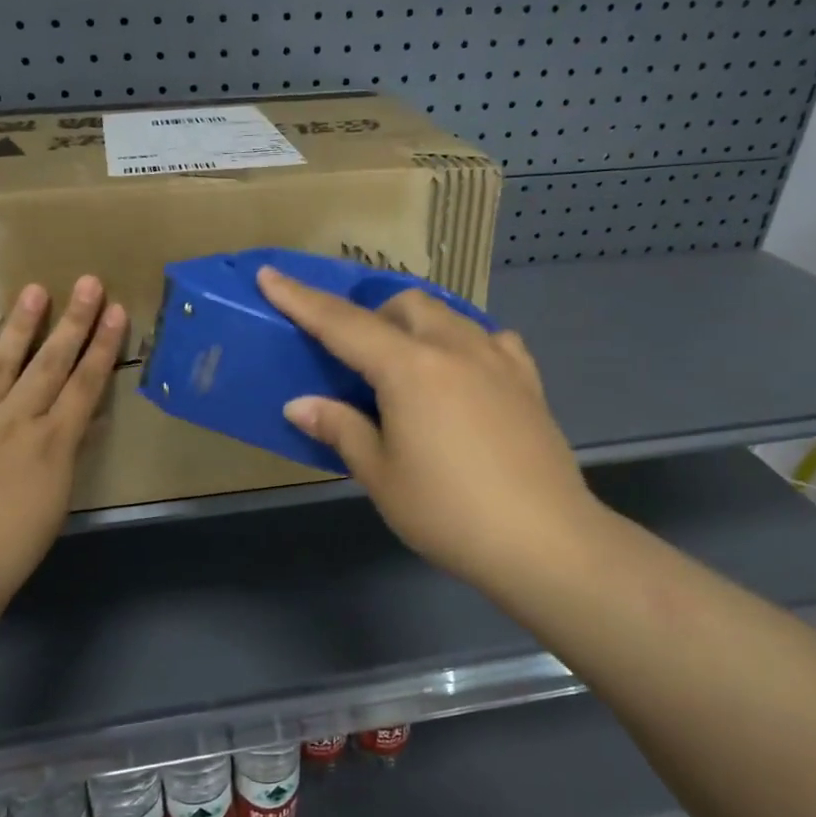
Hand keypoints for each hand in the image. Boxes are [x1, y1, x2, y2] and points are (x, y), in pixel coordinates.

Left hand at [0, 276, 125, 609]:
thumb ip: (66, 454)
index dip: (102, 346)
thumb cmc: (13, 546)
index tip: (116, 312)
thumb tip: (79, 420)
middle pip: (50, 363)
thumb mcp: (57, 501)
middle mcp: (16, 421)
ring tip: (35, 290)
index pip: (84, 384)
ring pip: (2, 363)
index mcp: (53, 444)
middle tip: (87, 283)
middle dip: (73, 322)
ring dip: (21, 326)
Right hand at [258, 266, 604, 600]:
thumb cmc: (448, 512)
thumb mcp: (380, 475)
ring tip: (407, 367)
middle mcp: (454, 348)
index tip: (271, 276)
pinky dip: (463, 343)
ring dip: (416, 325)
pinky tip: (461, 375)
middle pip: (405, 305)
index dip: (302, 300)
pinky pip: (489, 339)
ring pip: (448, 314)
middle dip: (371, 316)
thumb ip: (340, 429)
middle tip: (357, 359)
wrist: (544, 540)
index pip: (343, 323)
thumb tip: (300, 404)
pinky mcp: (527, 381)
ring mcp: (498, 360)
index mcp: (410, 368)